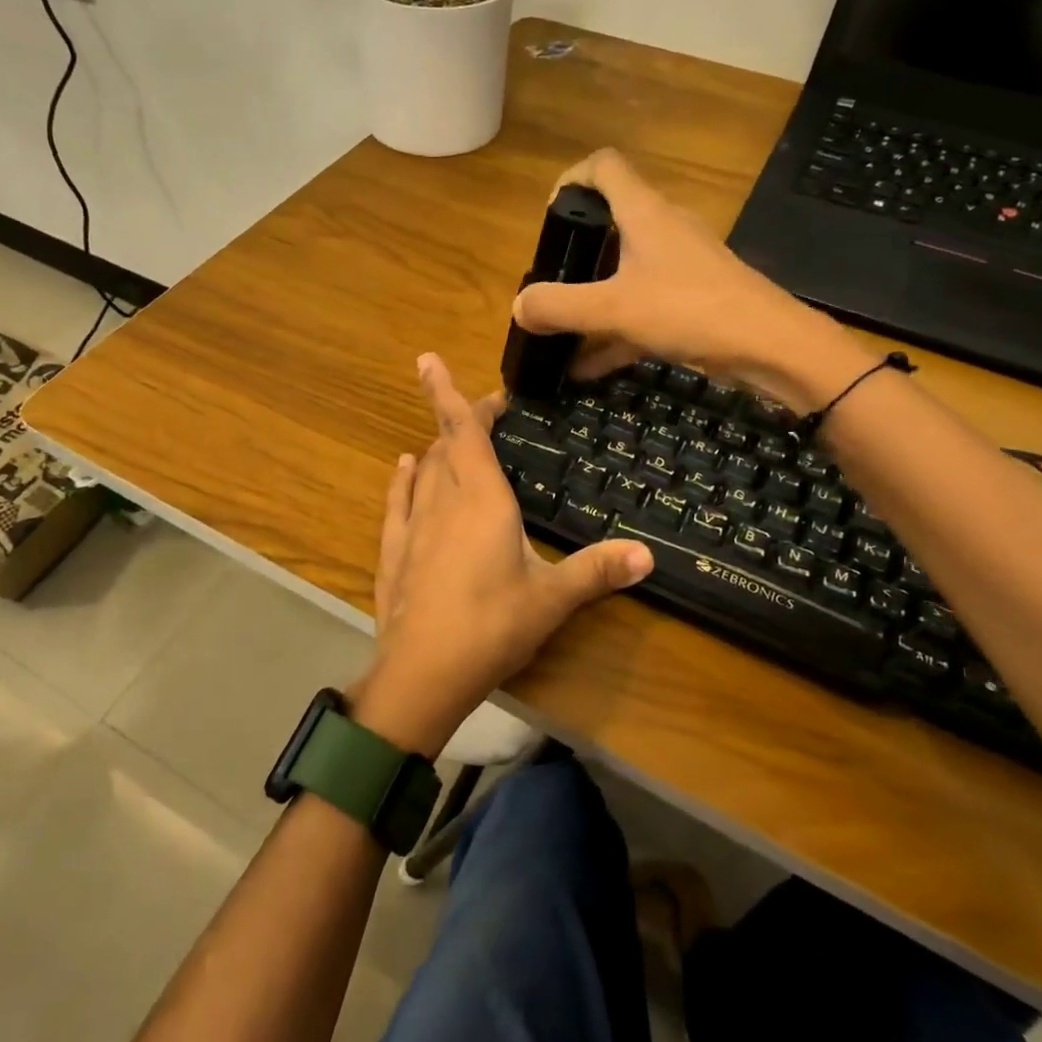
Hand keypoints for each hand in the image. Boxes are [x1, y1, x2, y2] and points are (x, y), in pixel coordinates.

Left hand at [357, 353, 652, 755]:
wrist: (423, 672)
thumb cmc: (492, 625)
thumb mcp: (552, 599)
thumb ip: (597, 571)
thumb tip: (649, 555)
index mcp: (482, 500)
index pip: (464, 430)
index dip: (456, 396)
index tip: (448, 369)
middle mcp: (443, 500)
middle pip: (446, 445)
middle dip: (459, 419)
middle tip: (482, 409)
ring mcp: (413, 525)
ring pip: (423, 470)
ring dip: (435, 448)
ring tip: (449, 436)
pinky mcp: (393, 550)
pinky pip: (397, 501)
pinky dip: (403, 479)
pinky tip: (403, 468)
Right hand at [512, 150, 873, 412]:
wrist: (771, 346)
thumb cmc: (690, 310)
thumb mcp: (614, 309)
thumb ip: (560, 306)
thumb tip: (519, 306)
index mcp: (644, 214)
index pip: (605, 167)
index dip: (572, 178)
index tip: (549, 215)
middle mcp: (664, 230)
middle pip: (612, 222)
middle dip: (576, 252)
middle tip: (551, 283)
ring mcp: (682, 266)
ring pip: (625, 272)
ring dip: (593, 299)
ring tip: (560, 333)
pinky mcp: (693, 300)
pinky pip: (642, 308)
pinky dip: (615, 332)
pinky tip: (588, 368)